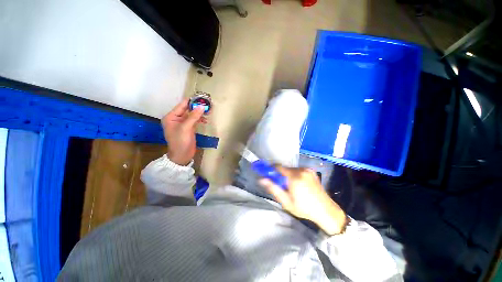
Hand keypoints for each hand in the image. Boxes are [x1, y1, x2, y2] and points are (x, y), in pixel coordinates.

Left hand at [161, 98, 206, 165]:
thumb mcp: (185, 128)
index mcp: (171, 117)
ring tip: (208, 111)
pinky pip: (194, 120)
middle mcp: (176, 118)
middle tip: (208, 104)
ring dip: (199, 113)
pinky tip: (205, 119)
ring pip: (192, 115)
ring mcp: (183, 123)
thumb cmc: (180, 142)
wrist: (182, 156)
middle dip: (197, 107)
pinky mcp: (189, 128)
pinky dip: (200, 119)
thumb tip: (202, 106)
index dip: (192, 101)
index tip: (202, 98)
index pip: (182, 105)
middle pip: (188, 109)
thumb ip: (193, 116)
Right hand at [259, 167, 346, 234]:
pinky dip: (294, 175)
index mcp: (294, 177)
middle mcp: (301, 170)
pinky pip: (298, 170)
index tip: (268, 175)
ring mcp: (307, 170)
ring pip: (291, 169)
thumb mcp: (286, 202)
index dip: (271, 169)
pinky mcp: (312, 171)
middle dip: (280, 175)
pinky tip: (298, 185)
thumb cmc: (304, 208)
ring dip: (287, 175)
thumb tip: (262, 179)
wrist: (326, 211)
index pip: (278, 167)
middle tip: (281, 186)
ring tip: (291, 187)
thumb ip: (273, 189)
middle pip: (284, 168)